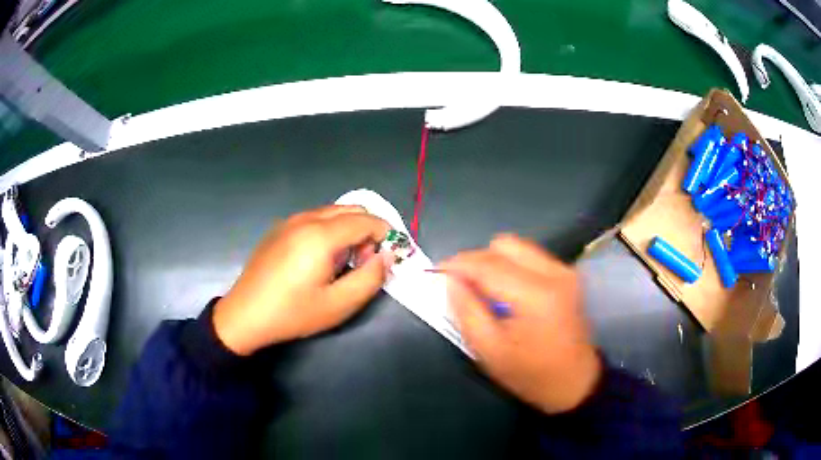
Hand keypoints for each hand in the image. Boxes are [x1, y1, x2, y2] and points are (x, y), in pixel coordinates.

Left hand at [213, 205, 391, 355]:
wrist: (245, 315)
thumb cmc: (293, 313)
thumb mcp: (339, 304)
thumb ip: (371, 278)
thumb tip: (386, 256)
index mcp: (321, 235)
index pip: (367, 220)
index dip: (385, 236)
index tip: (386, 260)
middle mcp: (306, 218)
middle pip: (351, 210)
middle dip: (368, 231)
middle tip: (364, 263)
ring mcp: (290, 221)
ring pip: (333, 212)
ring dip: (349, 230)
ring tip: (343, 263)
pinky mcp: (279, 228)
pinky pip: (315, 218)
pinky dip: (330, 230)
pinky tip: (319, 259)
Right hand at [440, 234, 601, 413]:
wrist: (574, 382)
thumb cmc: (530, 374)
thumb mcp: (489, 351)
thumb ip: (466, 310)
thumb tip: (451, 280)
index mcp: (535, 294)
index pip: (487, 264)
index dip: (457, 264)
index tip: (436, 272)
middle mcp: (553, 273)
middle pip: (504, 244)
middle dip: (476, 259)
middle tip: (462, 284)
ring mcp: (563, 271)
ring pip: (517, 247)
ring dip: (494, 261)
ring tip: (482, 288)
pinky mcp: (567, 275)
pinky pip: (530, 256)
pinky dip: (511, 266)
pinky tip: (505, 291)